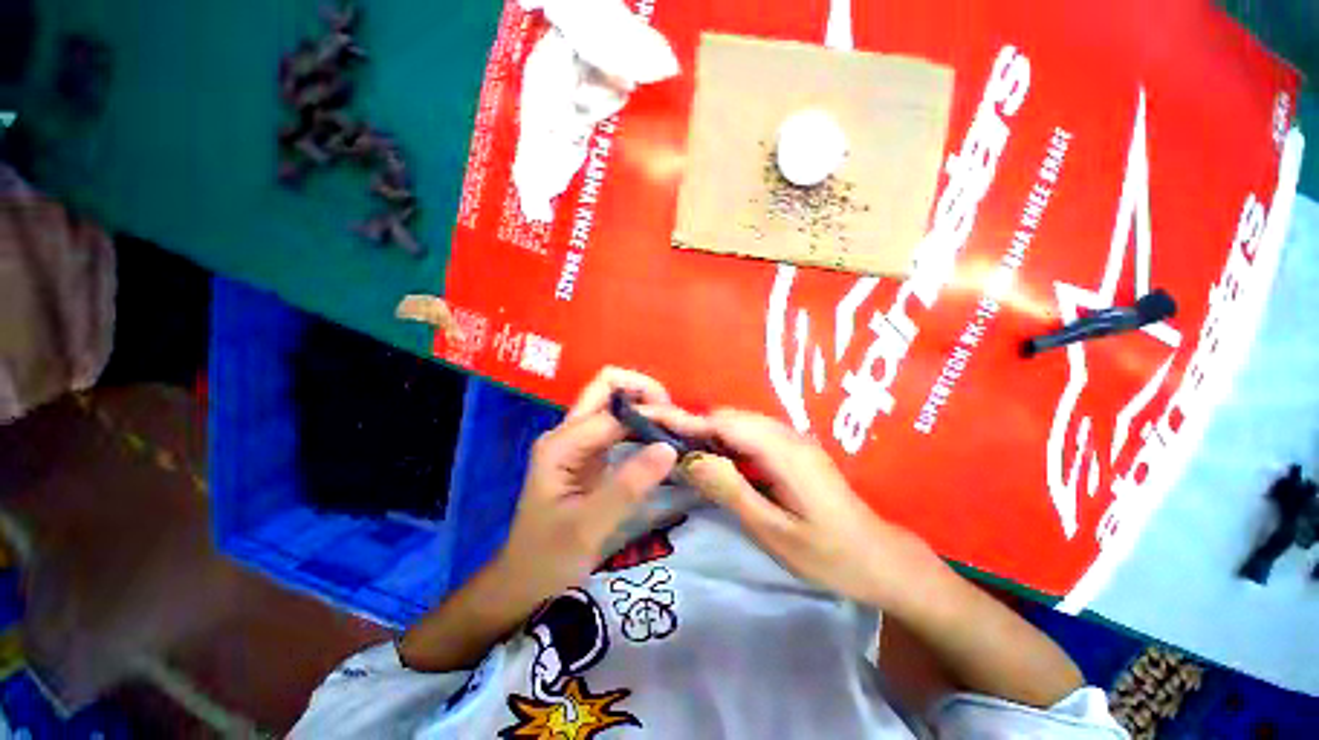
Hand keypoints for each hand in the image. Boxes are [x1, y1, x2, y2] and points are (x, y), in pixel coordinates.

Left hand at [495, 368, 678, 604]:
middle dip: (646, 393)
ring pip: (616, 404)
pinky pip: (620, 427)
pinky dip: (644, 426)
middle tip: (677, 419)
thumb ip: (628, 486)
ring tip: (677, 428)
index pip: (614, 411)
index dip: (649, 415)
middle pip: (608, 387)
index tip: (682, 432)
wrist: (524, 583)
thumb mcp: (588, 527)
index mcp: (562, 443)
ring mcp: (579, 442)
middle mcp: (569, 433)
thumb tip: (669, 447)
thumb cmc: (548, 558)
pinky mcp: (590, 455)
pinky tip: (663, 441)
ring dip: (647, 408)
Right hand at [655, 408, 935, 607]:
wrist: (881, 559)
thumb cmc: (829, 555)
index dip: (685, 418)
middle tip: (659, 439)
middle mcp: (787, 436)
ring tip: (679, 449)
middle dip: (693, 424)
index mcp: (783, 452)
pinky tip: (714, 460)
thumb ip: (732, 491)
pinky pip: (751, 436)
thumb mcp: (774, 532)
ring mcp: (793, 440)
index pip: (723, 423)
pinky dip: (726, 442)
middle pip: (730, 418)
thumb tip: (691, 459)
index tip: (651, 415)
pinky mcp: (793, 450)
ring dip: (708, 433)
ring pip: (739, 424)